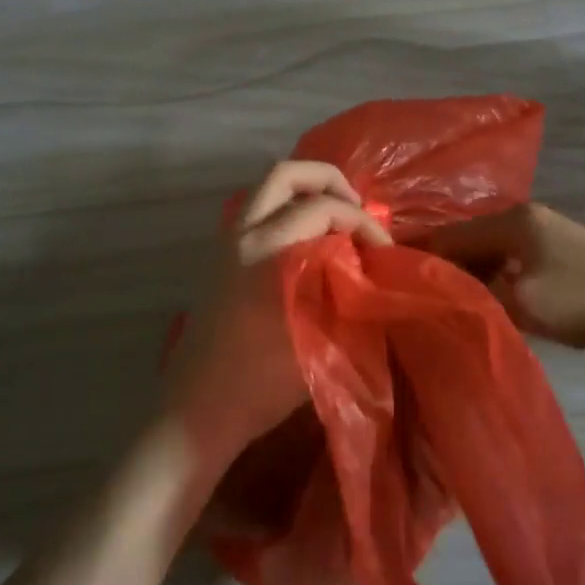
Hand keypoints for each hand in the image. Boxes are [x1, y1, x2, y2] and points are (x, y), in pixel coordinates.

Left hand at [164, 161, 390, 465]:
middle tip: (357, 208)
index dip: (362, 222)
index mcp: (267, 250)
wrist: (199, 410)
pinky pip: (258, 209)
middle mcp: (243, 233)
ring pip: (267, 188)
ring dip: (306, 191)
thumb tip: (370, 270)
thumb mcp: (320, 342)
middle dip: (329, 180)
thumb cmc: (261, 382)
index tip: (384, 249)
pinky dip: (287, 208)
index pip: (324, 209)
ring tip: (337, 219)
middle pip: (286, 173)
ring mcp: (226, 241)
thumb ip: (347, 295)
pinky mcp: (220, 256)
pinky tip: (309, 241)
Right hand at [421, 203, 584, 353]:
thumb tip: (441, 293)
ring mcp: (542, 232)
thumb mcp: (524, 303)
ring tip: (439, 299)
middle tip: (412, 293)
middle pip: (466, 239)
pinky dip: (489, 275)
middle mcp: (522, 217)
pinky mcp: (556, 251)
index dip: (418, 255)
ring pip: (487, 250)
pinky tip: (480, 297)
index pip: (448, 234)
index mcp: (510, 221)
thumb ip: (477, 295)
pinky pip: (507, 258)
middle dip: (440, 264)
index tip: (390, 276)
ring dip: (466, 272)